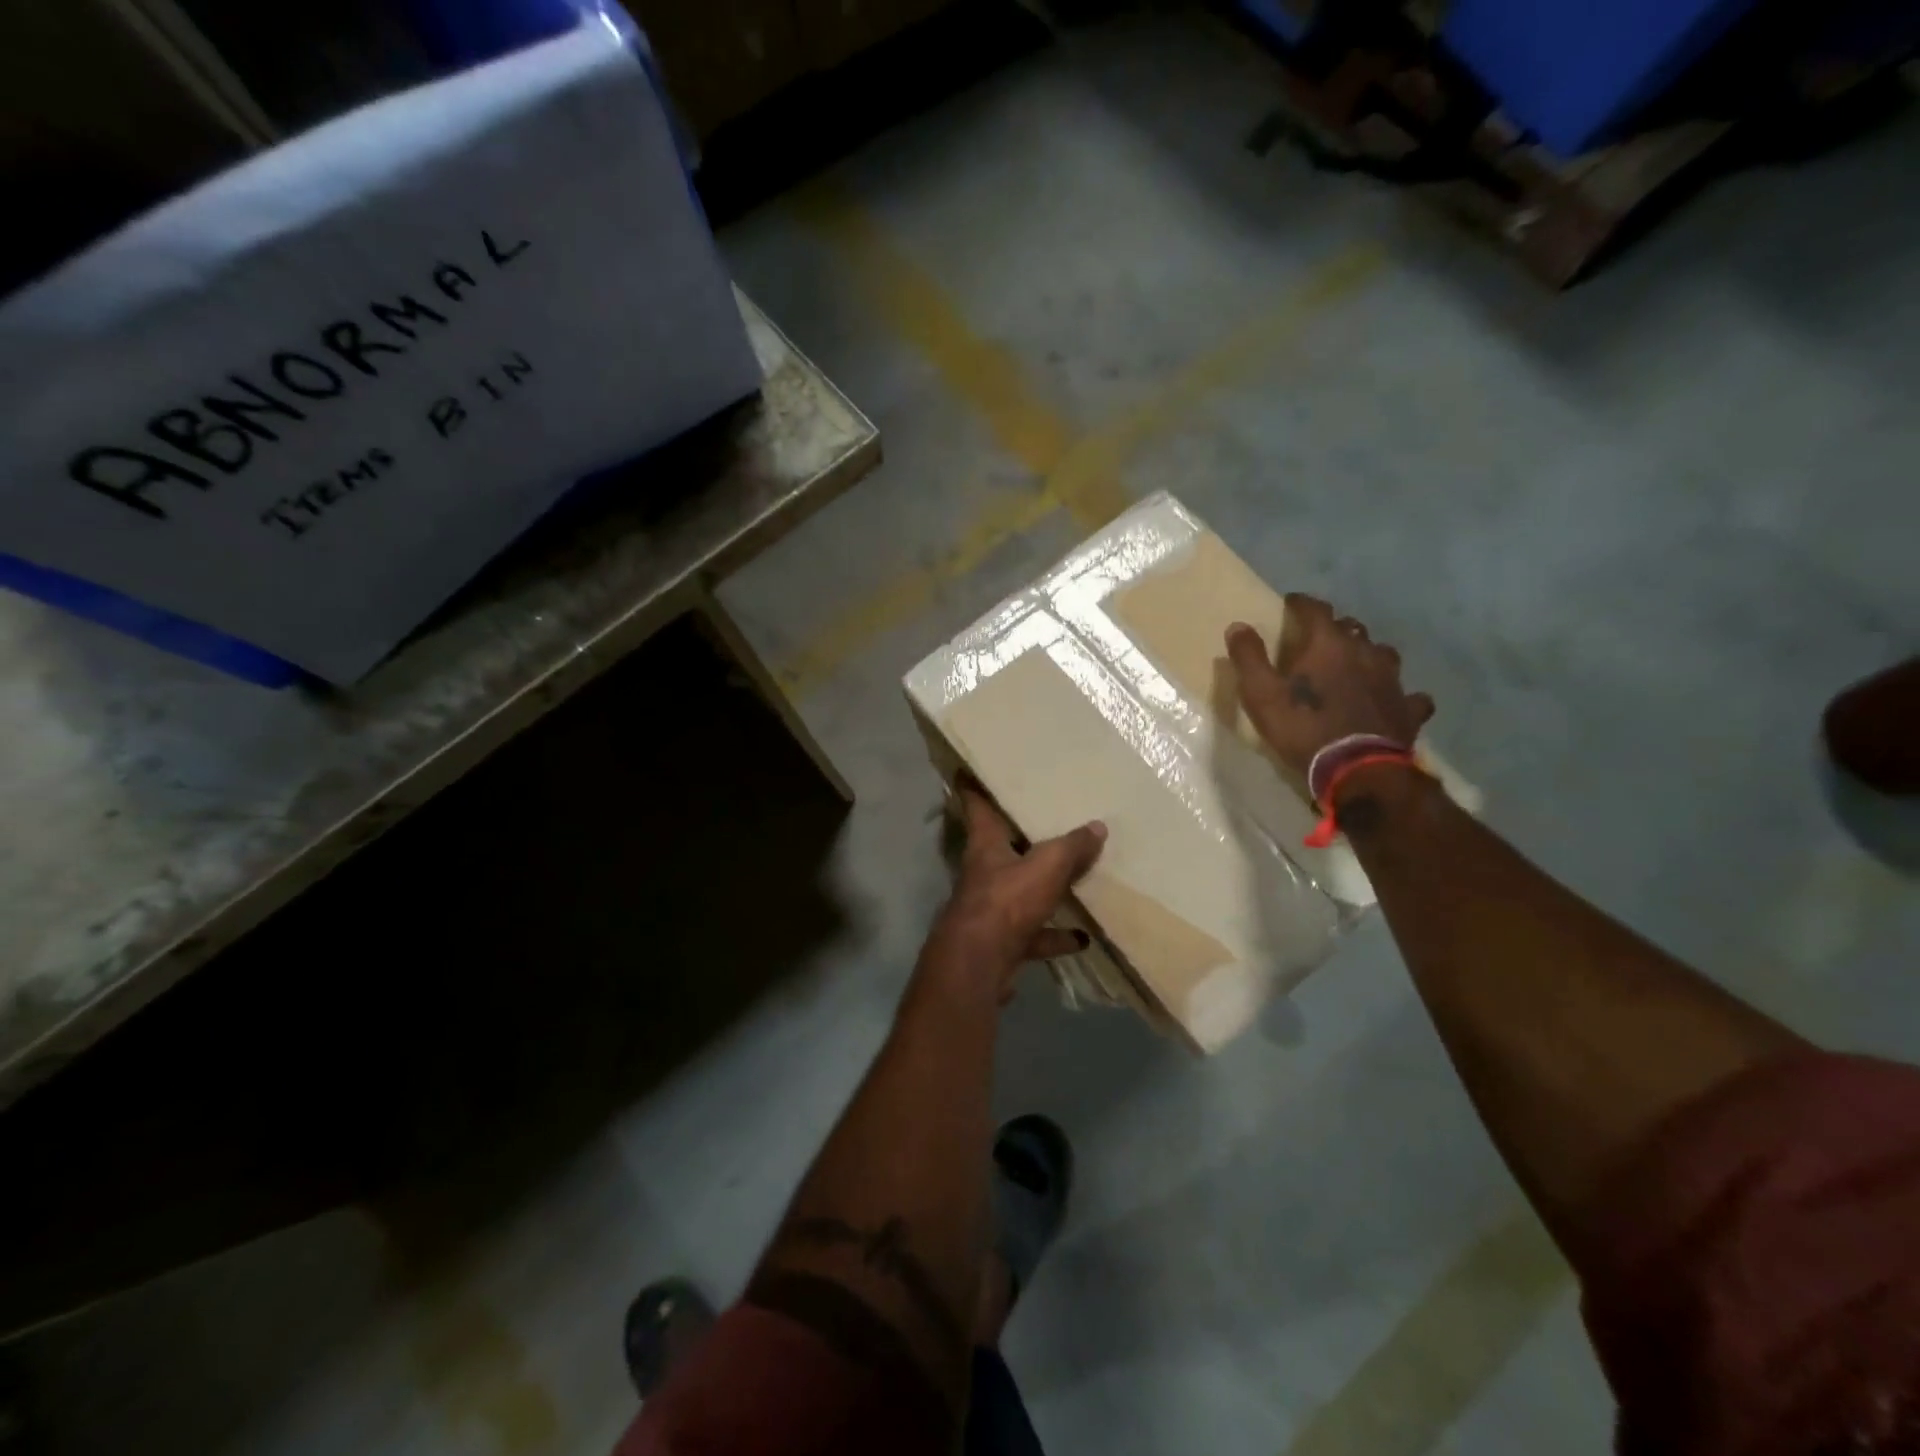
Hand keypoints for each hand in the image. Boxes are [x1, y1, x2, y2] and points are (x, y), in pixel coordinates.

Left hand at [921, 787, 1105, 998]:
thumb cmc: (1006, 902)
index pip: (977, 808)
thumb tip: (1097, 826)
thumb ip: (1071, 847)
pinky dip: (1054, 935)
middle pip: (1001, 849)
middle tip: (1042, 822)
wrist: (979, 965)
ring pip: (1019, 893)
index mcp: (986, 847)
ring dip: (1043, 890)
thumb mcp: (1046, 867)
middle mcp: (984, 874)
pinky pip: (1033, 934)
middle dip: (1019, 838)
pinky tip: (1081, 938)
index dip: (972, 788)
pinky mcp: (1001, 943)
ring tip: (1074, 882)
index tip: (966, 770)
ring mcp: (991, 910)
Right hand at [1226, 595, 1434, 774]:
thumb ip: (1249, 658)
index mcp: (1328, 644)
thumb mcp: (1261, 694)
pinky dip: (1399, 694)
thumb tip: (1238, 626)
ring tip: (1355, 665)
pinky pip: (1408, 694)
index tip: (1291, 603)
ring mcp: (1392, 679)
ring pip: (1382, 653)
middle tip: (1318, 640)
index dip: (1301, 603)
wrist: (1357, 769)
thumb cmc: (1303, 727)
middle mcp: (1365, 652)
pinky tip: (1392, 701)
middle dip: (1334, 629)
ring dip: (1367, 654)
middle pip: (1351, 627)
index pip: (1315, 609)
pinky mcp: (1407, 708)